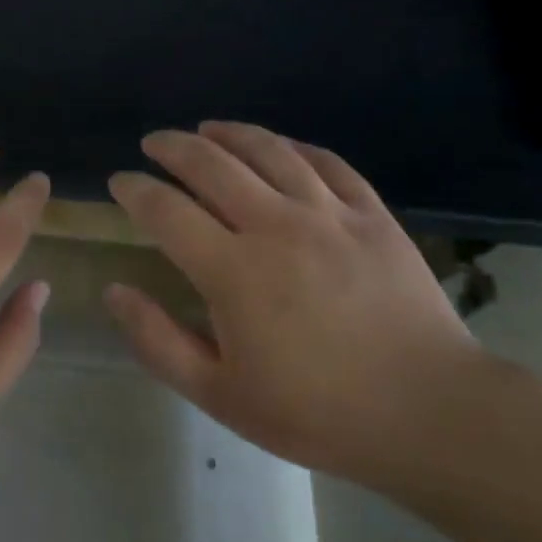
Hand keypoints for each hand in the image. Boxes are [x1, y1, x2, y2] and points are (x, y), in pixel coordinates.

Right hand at [104, 122, 487, 486]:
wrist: (427, 412)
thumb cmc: (315, 411)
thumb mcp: (219, 394)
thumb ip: (158, 340)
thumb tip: (114, 291)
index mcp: (232, 270)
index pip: (166, 210)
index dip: (135, 189)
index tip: (119, 181)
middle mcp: (275, 225)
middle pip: (212, 164)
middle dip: (173, 147)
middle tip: (154, 143)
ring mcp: (329, 214)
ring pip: (269, 151)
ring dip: (229, 133)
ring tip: (207, 128)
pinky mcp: (372, 215)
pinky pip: (327, 162)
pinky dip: (294, 147)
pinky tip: (280, 146)